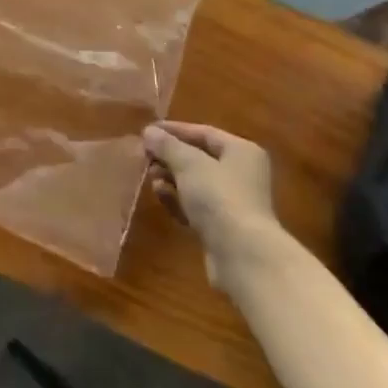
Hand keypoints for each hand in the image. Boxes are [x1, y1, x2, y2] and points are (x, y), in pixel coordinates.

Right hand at [143, 122, 282, 285]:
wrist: (242, 256)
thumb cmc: (219, 197)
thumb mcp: (188, 163)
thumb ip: (167, 145)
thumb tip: (149, 131)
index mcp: (242, 152)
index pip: (203, 133)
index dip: (174, 130)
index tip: (146, 131)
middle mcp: (241, 174)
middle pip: (199, 159)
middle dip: (170, 157)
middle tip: (145, 158)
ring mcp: (234, 203)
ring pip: (195, 184)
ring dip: (171, 179)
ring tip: (152, 178)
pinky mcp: (223, 228)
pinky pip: (196, 207)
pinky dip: (178, 200)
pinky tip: (161, 197)